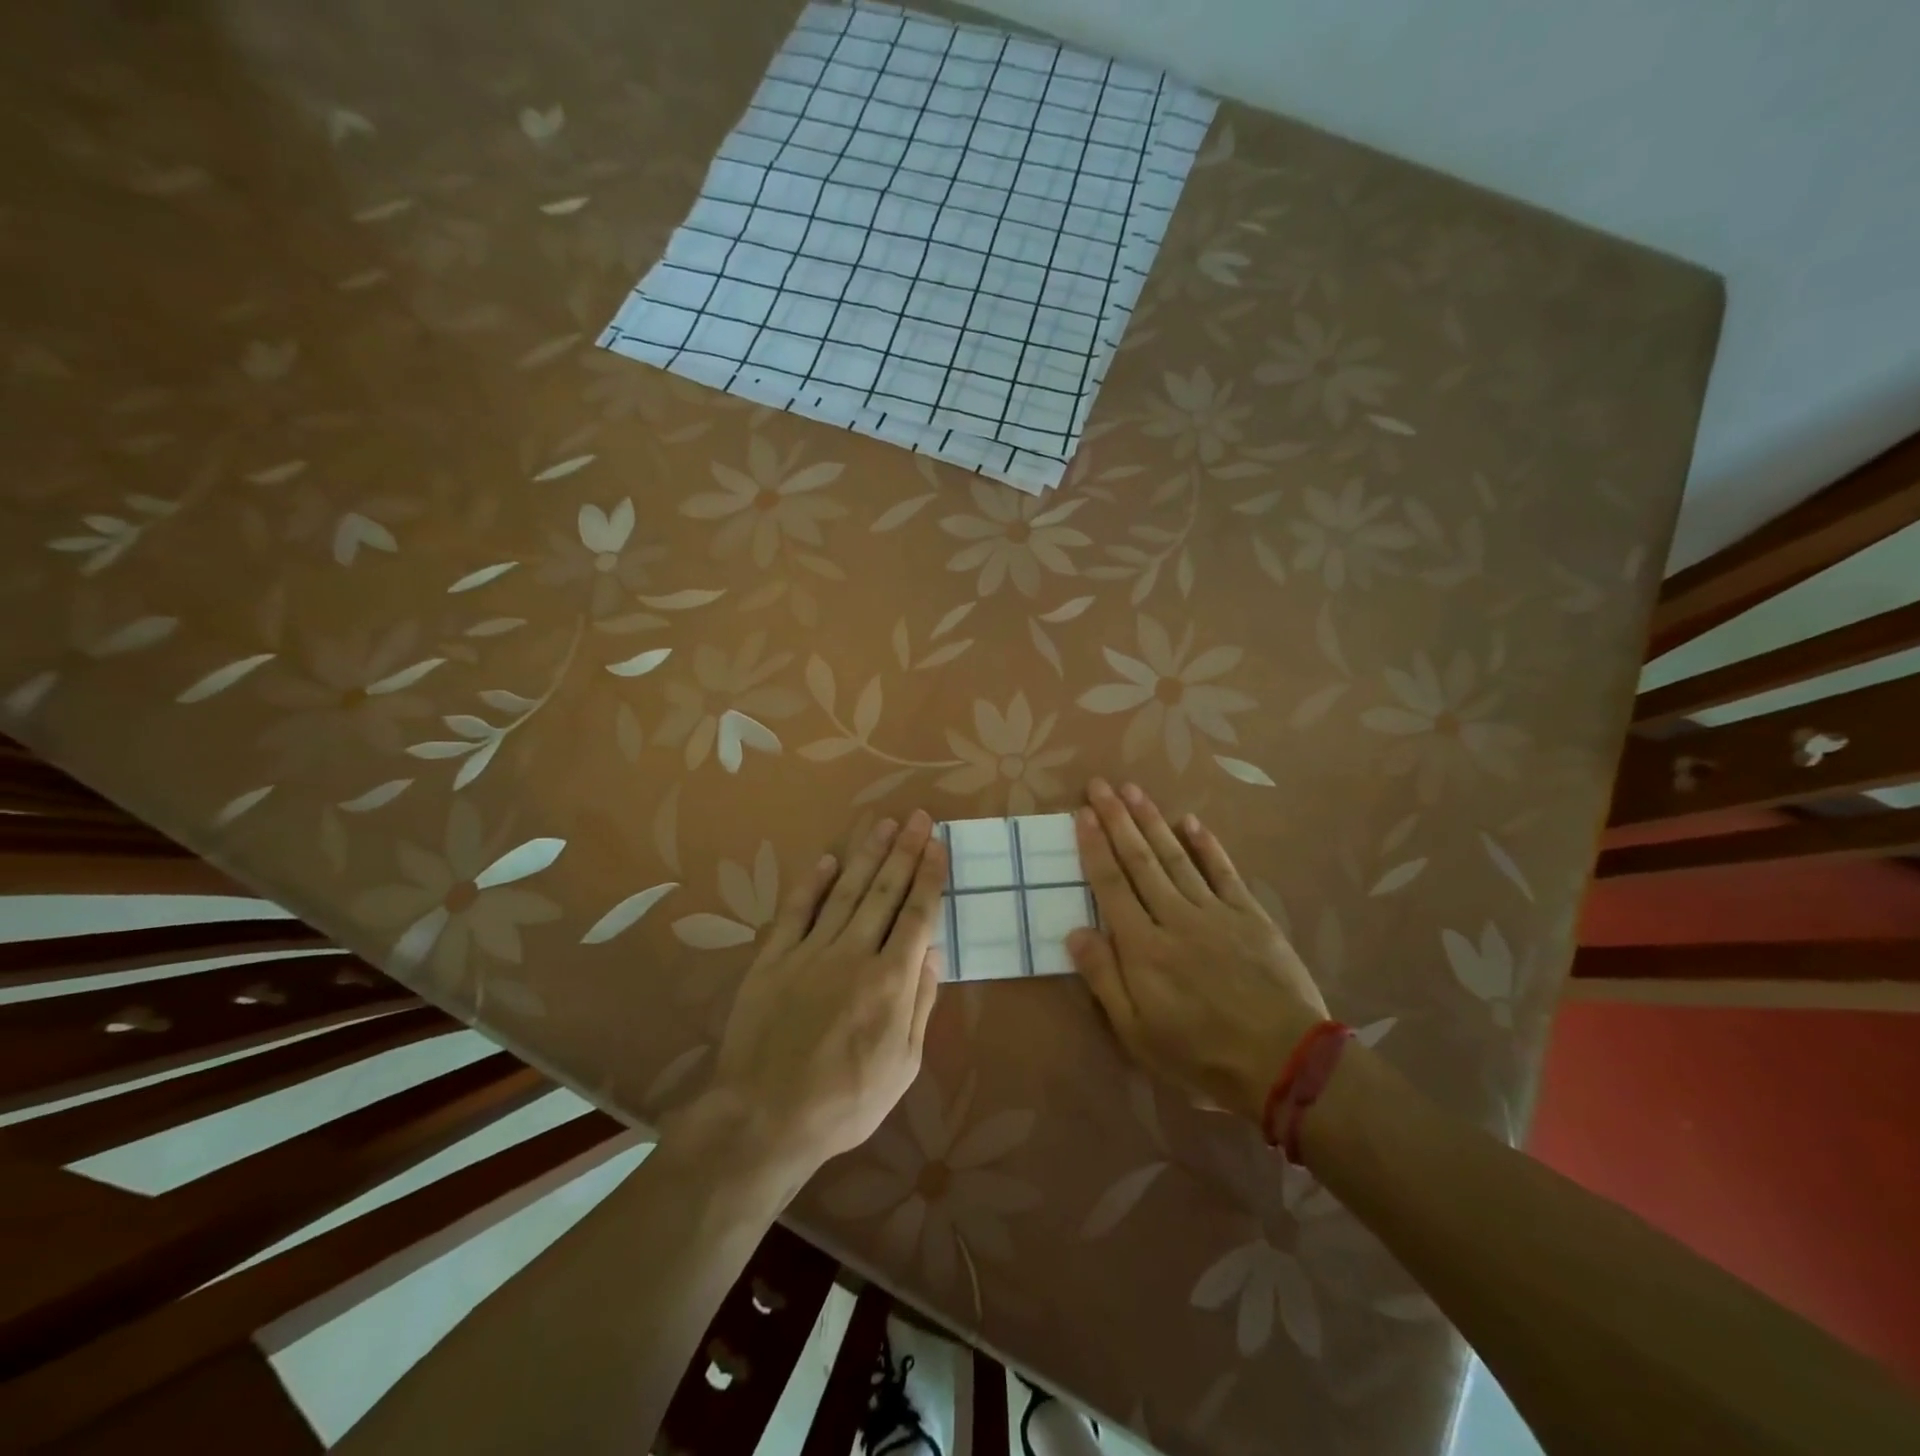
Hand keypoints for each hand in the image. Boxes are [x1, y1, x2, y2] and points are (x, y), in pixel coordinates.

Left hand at [707, 810, 945, 1176]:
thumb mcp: (902, 1065)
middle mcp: (854, 953)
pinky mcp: (773, 959)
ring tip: (883, 825)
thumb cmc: (845, 1101)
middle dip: (905, 851)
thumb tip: (933, 954)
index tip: (938, 845)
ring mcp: (810, 951)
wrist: (765, 1119)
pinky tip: (826, 860)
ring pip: (845, 892)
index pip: (918, 914)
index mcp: (890, 980)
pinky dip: (810, 884)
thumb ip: (919, 1005)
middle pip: (885, 892)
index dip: (930, 876)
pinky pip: (795, 912)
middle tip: (918, 817)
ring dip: (867, 856)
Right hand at [1067, 779, 1328, 1125]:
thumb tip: (1075, 932)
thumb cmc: (1200, 1055)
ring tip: (1133, 790)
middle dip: (1117, 819)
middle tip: (1100, 785)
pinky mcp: (1249, 915)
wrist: (1285, 1062)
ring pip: (1176, 857)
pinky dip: (1206, 845)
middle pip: (1140, 860)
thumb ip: (1104, 979)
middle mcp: (1175, 917)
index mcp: (1143, 947)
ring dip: (1152, 821)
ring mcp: (1215, 912)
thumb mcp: (1137, 1033)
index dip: (1094, 847)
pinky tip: (1191, 822)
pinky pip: (1223, 871)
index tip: (1082, 814)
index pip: (1111, 885)